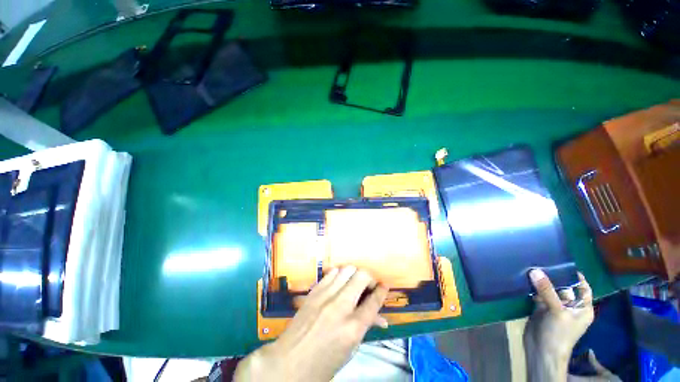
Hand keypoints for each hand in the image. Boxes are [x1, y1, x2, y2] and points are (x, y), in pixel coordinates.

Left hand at [235, 266, 388, 381]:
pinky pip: (331, 273)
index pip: (374, 301)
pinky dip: (339, 274)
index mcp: (352, 328)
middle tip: (369, 286)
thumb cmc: (323, 363)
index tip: (384, 286)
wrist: (288, 363)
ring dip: (354, 274)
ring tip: (354, 283)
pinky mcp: (314, 291)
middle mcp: (340, 307)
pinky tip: (339, 283)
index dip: (382, 291)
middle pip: (362, 277)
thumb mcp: (350, 350)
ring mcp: (325, 296)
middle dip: (370, 278)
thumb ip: (365, 327)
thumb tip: (380, 318)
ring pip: (347, 269)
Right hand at [524, 269, 594, 381]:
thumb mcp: (557, 311)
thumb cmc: (559, 334)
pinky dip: (533, 288)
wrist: (542, 351)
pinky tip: (525, 279)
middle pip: (563, 287)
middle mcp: (570, 306)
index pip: (583, 288)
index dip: (576, 276)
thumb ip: (547, 291)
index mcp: (582, 308)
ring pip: (549, 291)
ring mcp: (555, 308)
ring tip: (531, 267)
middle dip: (554, 277)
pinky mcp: (541, 309)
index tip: (563, 262)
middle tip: (541, 261)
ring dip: (541, 282)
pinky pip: (538, 295)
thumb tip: (535, 270)